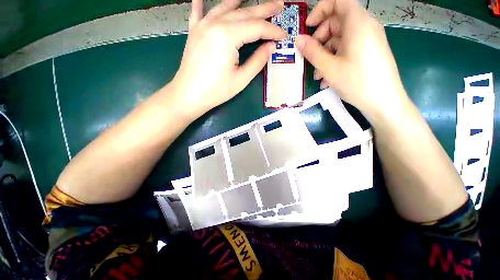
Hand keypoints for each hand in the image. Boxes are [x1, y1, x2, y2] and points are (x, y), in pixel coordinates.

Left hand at [169, 0, 285, 117]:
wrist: (189, 94)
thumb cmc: (216, 90)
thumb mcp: (241, 79)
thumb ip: (258, 60)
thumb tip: (271, 47)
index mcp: (228, 36)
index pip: (257, 27)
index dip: (273, 30)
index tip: (284, 34)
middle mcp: (216, 23)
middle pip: (245, 12)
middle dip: (264, 9)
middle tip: (279, 6)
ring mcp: (203, 24)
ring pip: (226, 6)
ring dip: (243, 2)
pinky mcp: (194, 31)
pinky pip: (199, 10)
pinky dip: (202, 1)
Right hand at [296, 0, 409, 119]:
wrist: (383, 101)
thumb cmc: (356, 81)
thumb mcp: (329, 67)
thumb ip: (312, 51)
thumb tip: (298, 40)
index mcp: (357, 23)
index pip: (338, 1)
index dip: (321, 9)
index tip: (309, 27)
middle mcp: (365, 26)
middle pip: (337, 22)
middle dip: (320, 39)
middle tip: (310, 57)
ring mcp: (368, 40)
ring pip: (341, 39)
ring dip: (325, 54)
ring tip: (317, 74)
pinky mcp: (368, 52)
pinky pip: (348, 50)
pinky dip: (335, 59)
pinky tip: (328, 77)